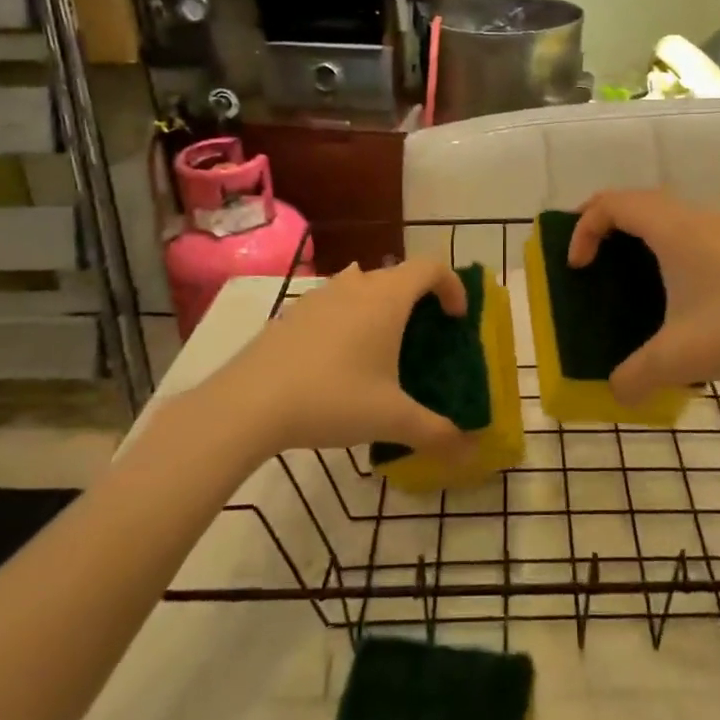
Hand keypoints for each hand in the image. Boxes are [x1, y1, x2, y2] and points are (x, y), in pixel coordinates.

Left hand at [190, 261, 473, 462]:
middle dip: (419, 300)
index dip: (452, 286)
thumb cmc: (332, 398)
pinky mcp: (292, 313)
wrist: (248, 403)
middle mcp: (355, 285)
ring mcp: (319, 296)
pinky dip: (349, 319)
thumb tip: (470, 452)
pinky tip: (339, 360)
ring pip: (362, 286)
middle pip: (398, 275)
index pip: (431, 267)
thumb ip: (436, 433)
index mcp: (387, 298)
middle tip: (424, 338)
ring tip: (382, 347)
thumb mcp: (391, 420)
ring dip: (381, 306)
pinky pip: (333, 304)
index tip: (456, 319)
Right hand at [570, 189, 719, 403]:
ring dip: (639, 233)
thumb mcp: (678, 359)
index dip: (583, 228)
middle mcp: (697, 220)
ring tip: (625, 271)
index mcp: (673, 230)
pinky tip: (675, 290)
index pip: (612, 203)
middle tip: (587, 256)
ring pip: (668, 214)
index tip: (577, 268)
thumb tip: (616, 393)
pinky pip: (691, 232)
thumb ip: (635, 377)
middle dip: (604, 222)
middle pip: (638, 200)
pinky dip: (667, 246)